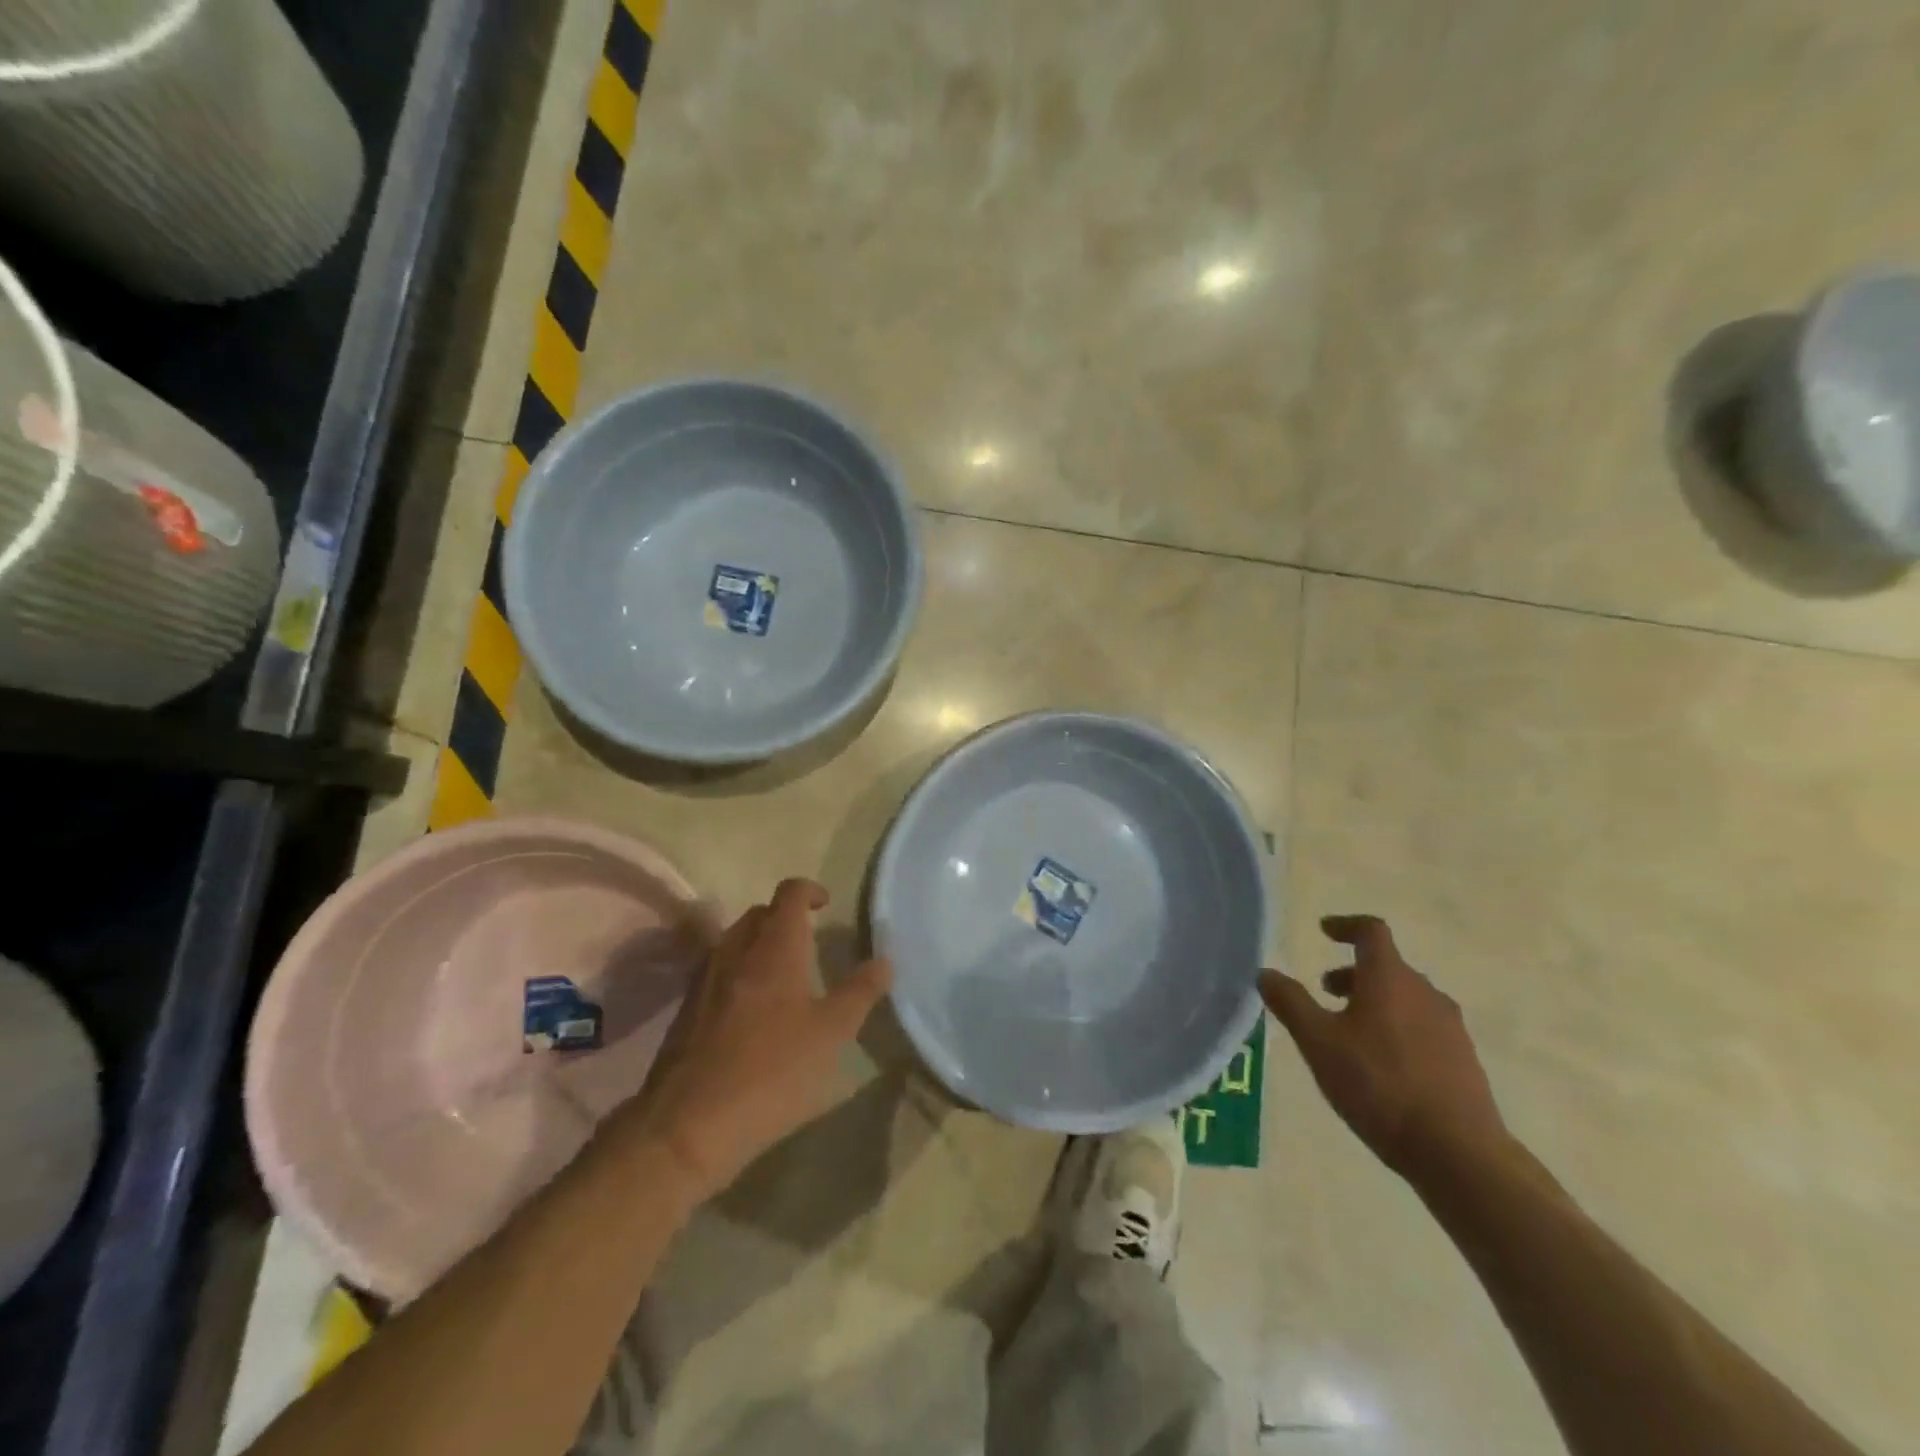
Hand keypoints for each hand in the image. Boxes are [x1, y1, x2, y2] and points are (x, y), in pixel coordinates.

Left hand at [633, 879, 891, 1201]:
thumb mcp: (831, 1033)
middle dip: (784, 917)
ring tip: (783, 975)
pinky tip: (753, 1012)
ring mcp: (705, 980)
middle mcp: (735, 951)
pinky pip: (717, 972)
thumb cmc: (772, 1071)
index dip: (809, 890)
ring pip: (734, 942)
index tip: (826, 905)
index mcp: (774, 947)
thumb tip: (883, 959)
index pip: (789, 893)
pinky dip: (739, 973)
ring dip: (759, 944)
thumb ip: (859, 992)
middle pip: (759, 914)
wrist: (688, 1125)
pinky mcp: (687, 1012)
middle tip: (809, 940)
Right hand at [1259, 915, 1506, 1178]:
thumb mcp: (1318, 1042)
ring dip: (1375, 1001)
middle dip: (1353, 973)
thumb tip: (1265, 972)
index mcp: (1389, 978)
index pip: (1371, 931)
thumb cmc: (1379, 1084)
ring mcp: (1450, 1027)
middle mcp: (1425, 993)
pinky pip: (1423, 1027)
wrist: (1458, 1152)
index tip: (1324, 931)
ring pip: (1406, 998)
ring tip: (1349, 1031)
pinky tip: (1381, 1065)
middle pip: (1388, 967)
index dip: (1346, 926)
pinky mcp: (1464, 1060)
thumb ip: (1290, 1002)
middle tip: (1324, 991)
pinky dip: (1397, 1028)